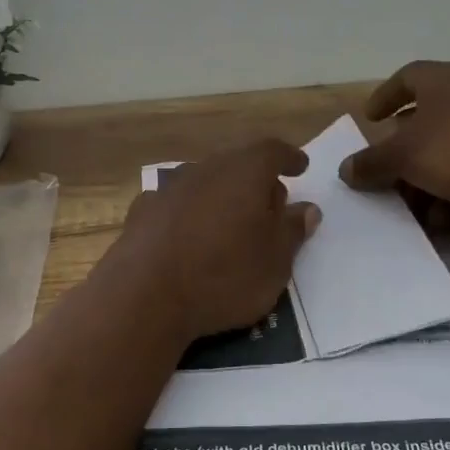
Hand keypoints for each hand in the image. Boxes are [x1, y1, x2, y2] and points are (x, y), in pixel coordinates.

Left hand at [115, 140, 321, 339]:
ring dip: (222, 197)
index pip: (272, 151)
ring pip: (205, 183)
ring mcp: (168, 189)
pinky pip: (177, 205)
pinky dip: (191, 214)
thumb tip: (307, 209)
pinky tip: (190, 237)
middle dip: (256, 181)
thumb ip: (292, 230)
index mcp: (244, 172)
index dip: (289, 158)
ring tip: (231, 225)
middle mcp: (205, 169)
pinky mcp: (142, 212)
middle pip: (237, 164)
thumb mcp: (275, 262)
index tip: (300, 167)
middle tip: (271, 207)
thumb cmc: (223, 276)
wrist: (143, 297)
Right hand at [340, 61, 449, 206]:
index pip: (405, 78)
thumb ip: (372, 162)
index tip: (371, 118)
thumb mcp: (404, 156)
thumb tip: (345, 169)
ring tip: (421, 209)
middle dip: (405, 154)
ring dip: (430, 178)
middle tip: (390, 177)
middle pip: (427, 119)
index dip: (384, 97)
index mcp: (440, 80)